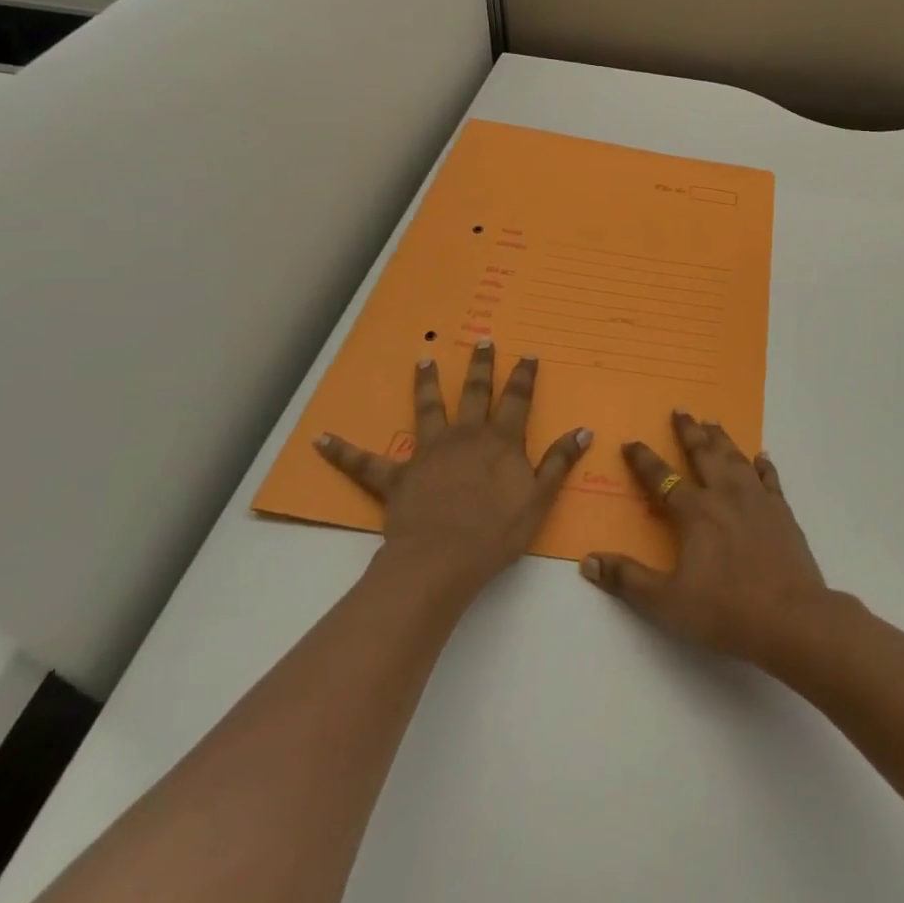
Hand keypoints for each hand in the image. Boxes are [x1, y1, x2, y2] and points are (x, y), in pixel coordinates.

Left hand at [315, 341, 590, 597]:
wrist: (440, 561)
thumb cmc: (496, 533)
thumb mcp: (539, 499)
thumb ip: (559, 462)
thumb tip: (583, 430)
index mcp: (500, 441)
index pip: (517, 400)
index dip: (523, 376)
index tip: (527, 355)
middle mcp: (464, 437)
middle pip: (473, 393)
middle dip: (480, 366)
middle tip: (481, 341)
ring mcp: (428, 453)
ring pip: (426, 410)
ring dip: (425, 385)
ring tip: (422, 361)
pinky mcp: (396, 477)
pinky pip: (365, 462)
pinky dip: (342, 451)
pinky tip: (320, 438)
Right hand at [579, 410, 830, 663]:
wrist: (790, 618)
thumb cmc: (724, 611)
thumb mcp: (665, 602)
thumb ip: (627, 579)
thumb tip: (588, 561)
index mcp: (695, 512)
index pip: (661, 478)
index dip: (643, 460)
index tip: (631, 442)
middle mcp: (725, 495)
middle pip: (703, 454)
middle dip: (689, 431)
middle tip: (681, 409)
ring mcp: (757, 499)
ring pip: (735, 458)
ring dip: (722, 439)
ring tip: (713, 422)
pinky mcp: (782, 512)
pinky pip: (770, 478)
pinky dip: (763, 465)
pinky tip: (761, 457)